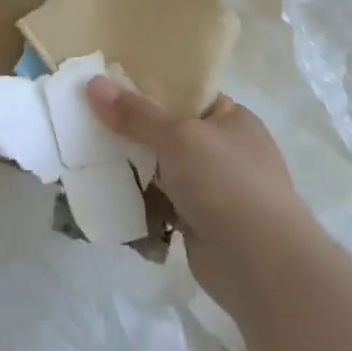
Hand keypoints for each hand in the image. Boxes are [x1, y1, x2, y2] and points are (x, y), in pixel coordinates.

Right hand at [87, 79, 320, 321]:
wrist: (262, 266)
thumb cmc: (227, 183)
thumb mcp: (177, 137)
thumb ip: (135, 114)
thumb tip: (93, 83)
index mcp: (232, 119)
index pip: (186, 94)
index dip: (150, 89)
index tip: (110, 87)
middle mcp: (225, 150)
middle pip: (169, 132)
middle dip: (133, 132)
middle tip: (91, 121)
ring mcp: (214, 189)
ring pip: (162, 170)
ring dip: (133, 169)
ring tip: (89, 156)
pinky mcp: (199, 223)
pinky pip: (161, 204)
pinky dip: (140, 202)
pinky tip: (107, 194)